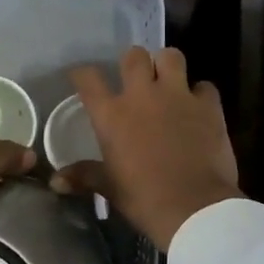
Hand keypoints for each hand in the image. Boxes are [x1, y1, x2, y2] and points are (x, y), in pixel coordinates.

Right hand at [50, 46, 241, 251]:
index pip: (88, 79)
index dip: (82, 74)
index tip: (82, 78)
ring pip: (171, 56)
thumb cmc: (144, 199)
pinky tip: (199, 107)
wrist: (194, 208)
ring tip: (167, 81)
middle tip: (136, 78)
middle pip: (133, 56)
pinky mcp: (208, 106)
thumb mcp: (110, 188)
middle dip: (133, 62)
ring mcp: (178, 96)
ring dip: (167, 65)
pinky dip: (201, 94)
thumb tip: (55, 181)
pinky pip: (204, 86)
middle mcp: (143, 96)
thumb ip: (84, 176)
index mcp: (112, 115)